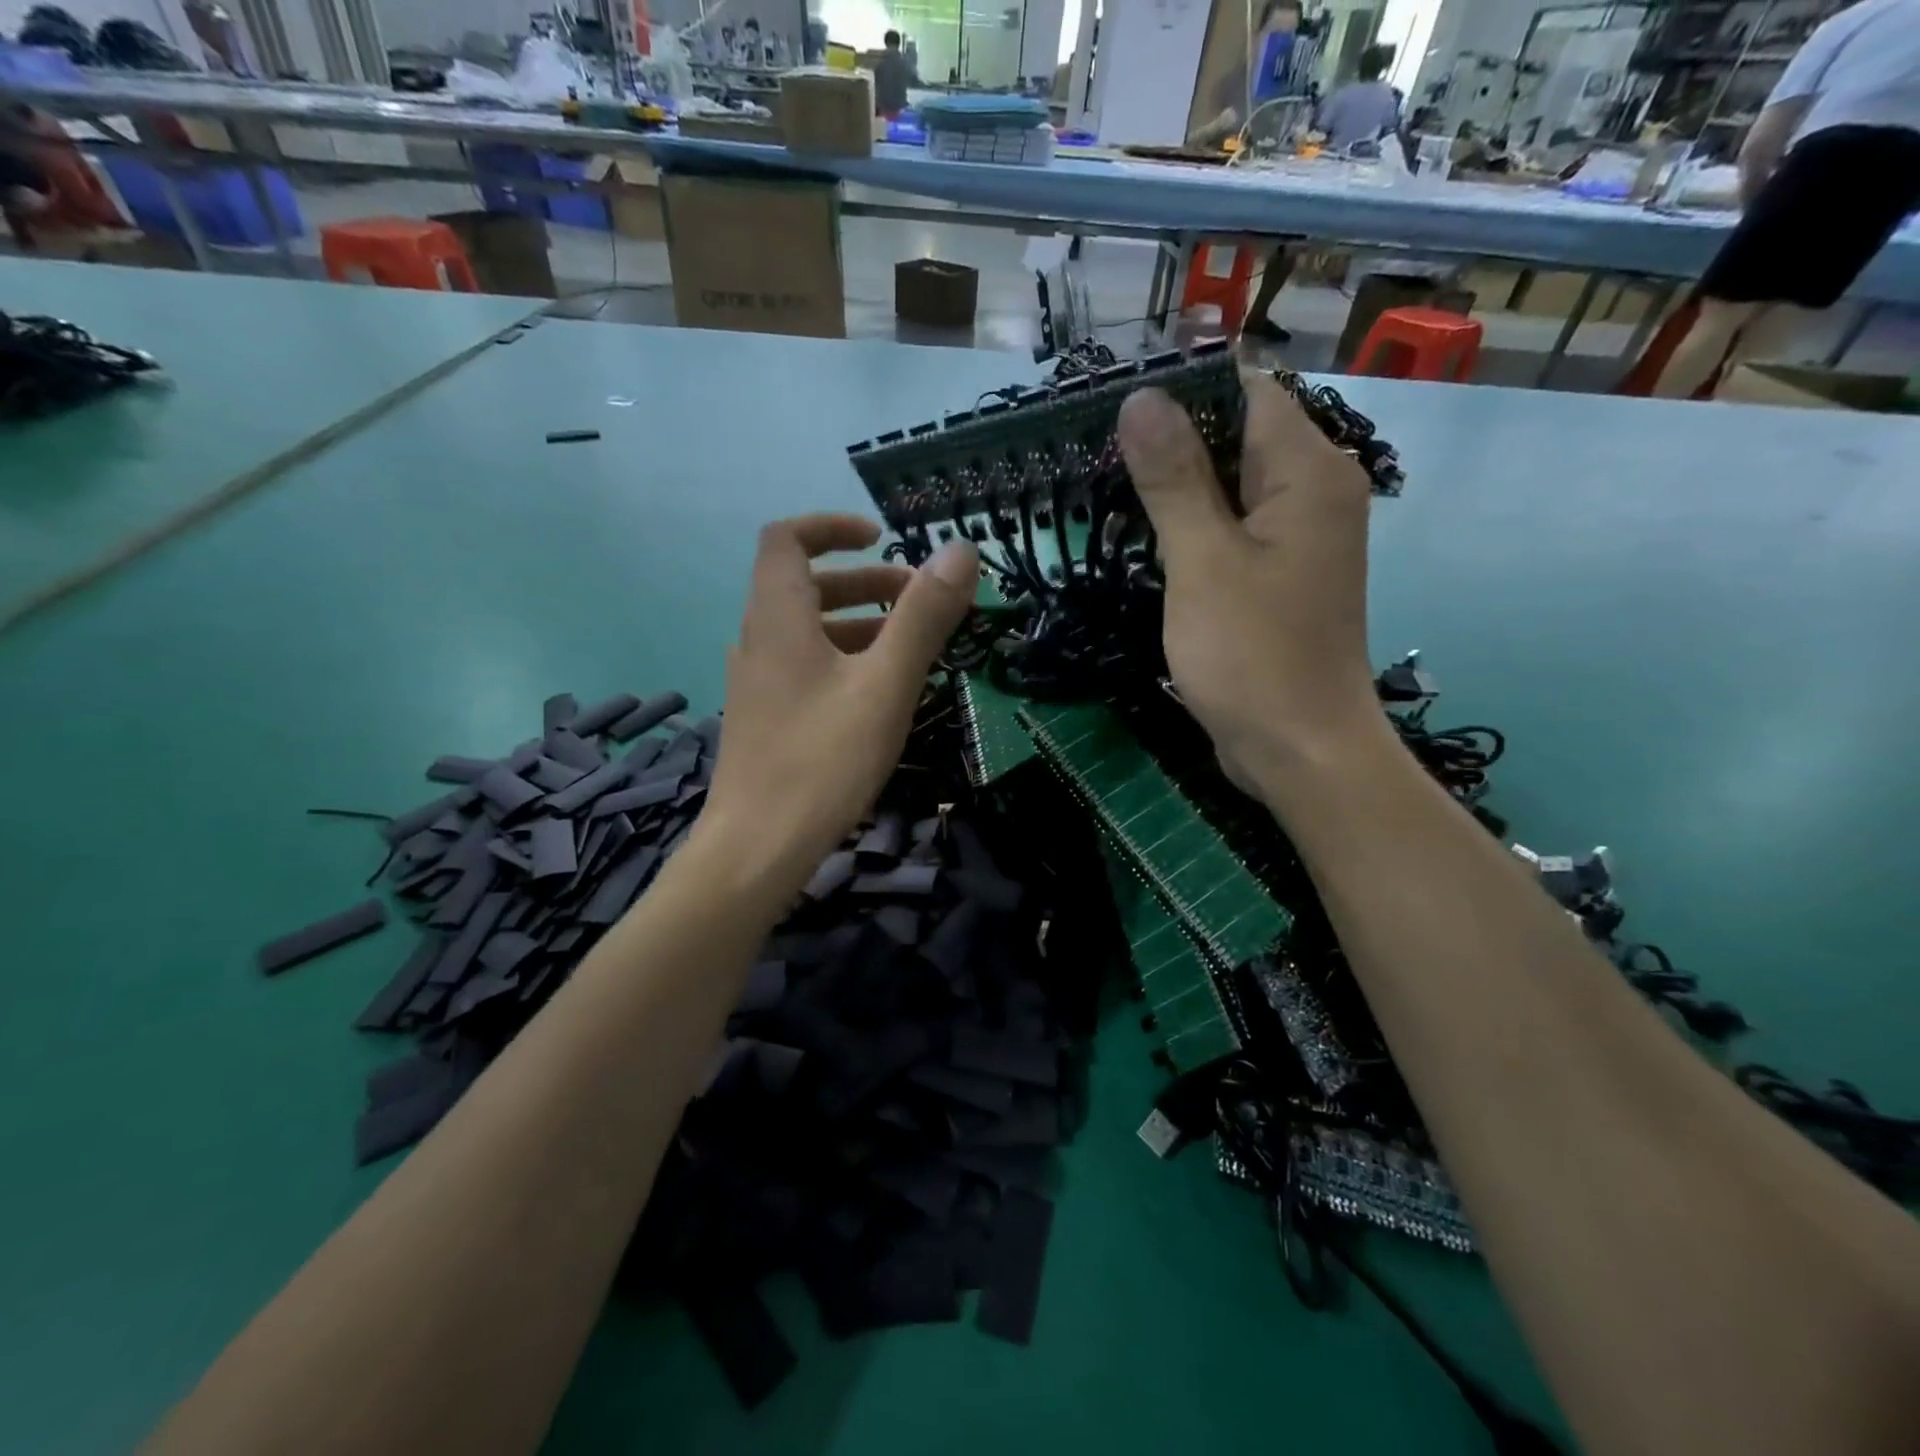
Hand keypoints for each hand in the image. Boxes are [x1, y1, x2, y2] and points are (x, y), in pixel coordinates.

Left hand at [701, 513, 976, 892]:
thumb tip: (960, 550)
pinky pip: (804, 667)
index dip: (832, 527)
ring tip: (909, 650)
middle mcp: (758, 639)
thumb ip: (923, 616)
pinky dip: (842, 660)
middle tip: (917, 602)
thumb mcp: (885, 685)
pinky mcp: (763, 717)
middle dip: (864, 582)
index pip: (787, 538)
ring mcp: (756, 682)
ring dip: (858, 623)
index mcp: (778, 617)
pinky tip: (877, 696)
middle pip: (804, 584)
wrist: (756, 849)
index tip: (882, 538)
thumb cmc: (823, 761)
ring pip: (807, 631)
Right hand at [1116, 368, 1384, 792]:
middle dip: (1169, 442)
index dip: (1179, 391)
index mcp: (1308, 472)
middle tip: (1093, 453)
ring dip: (1175, 487)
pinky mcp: (1282, 575)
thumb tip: (1141, 397)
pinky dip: (1192, 527)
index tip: (1110, 408)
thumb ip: (1174, 477)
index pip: (1244, 390)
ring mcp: (1299, 537)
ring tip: (1105, 489)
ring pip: (1231, 486)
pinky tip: (1145, 539)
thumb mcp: (1203, 560)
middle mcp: (1315, 492)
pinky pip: (1234, 529)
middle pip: (1237, 435)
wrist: (1300, 749)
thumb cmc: (1252, 654)